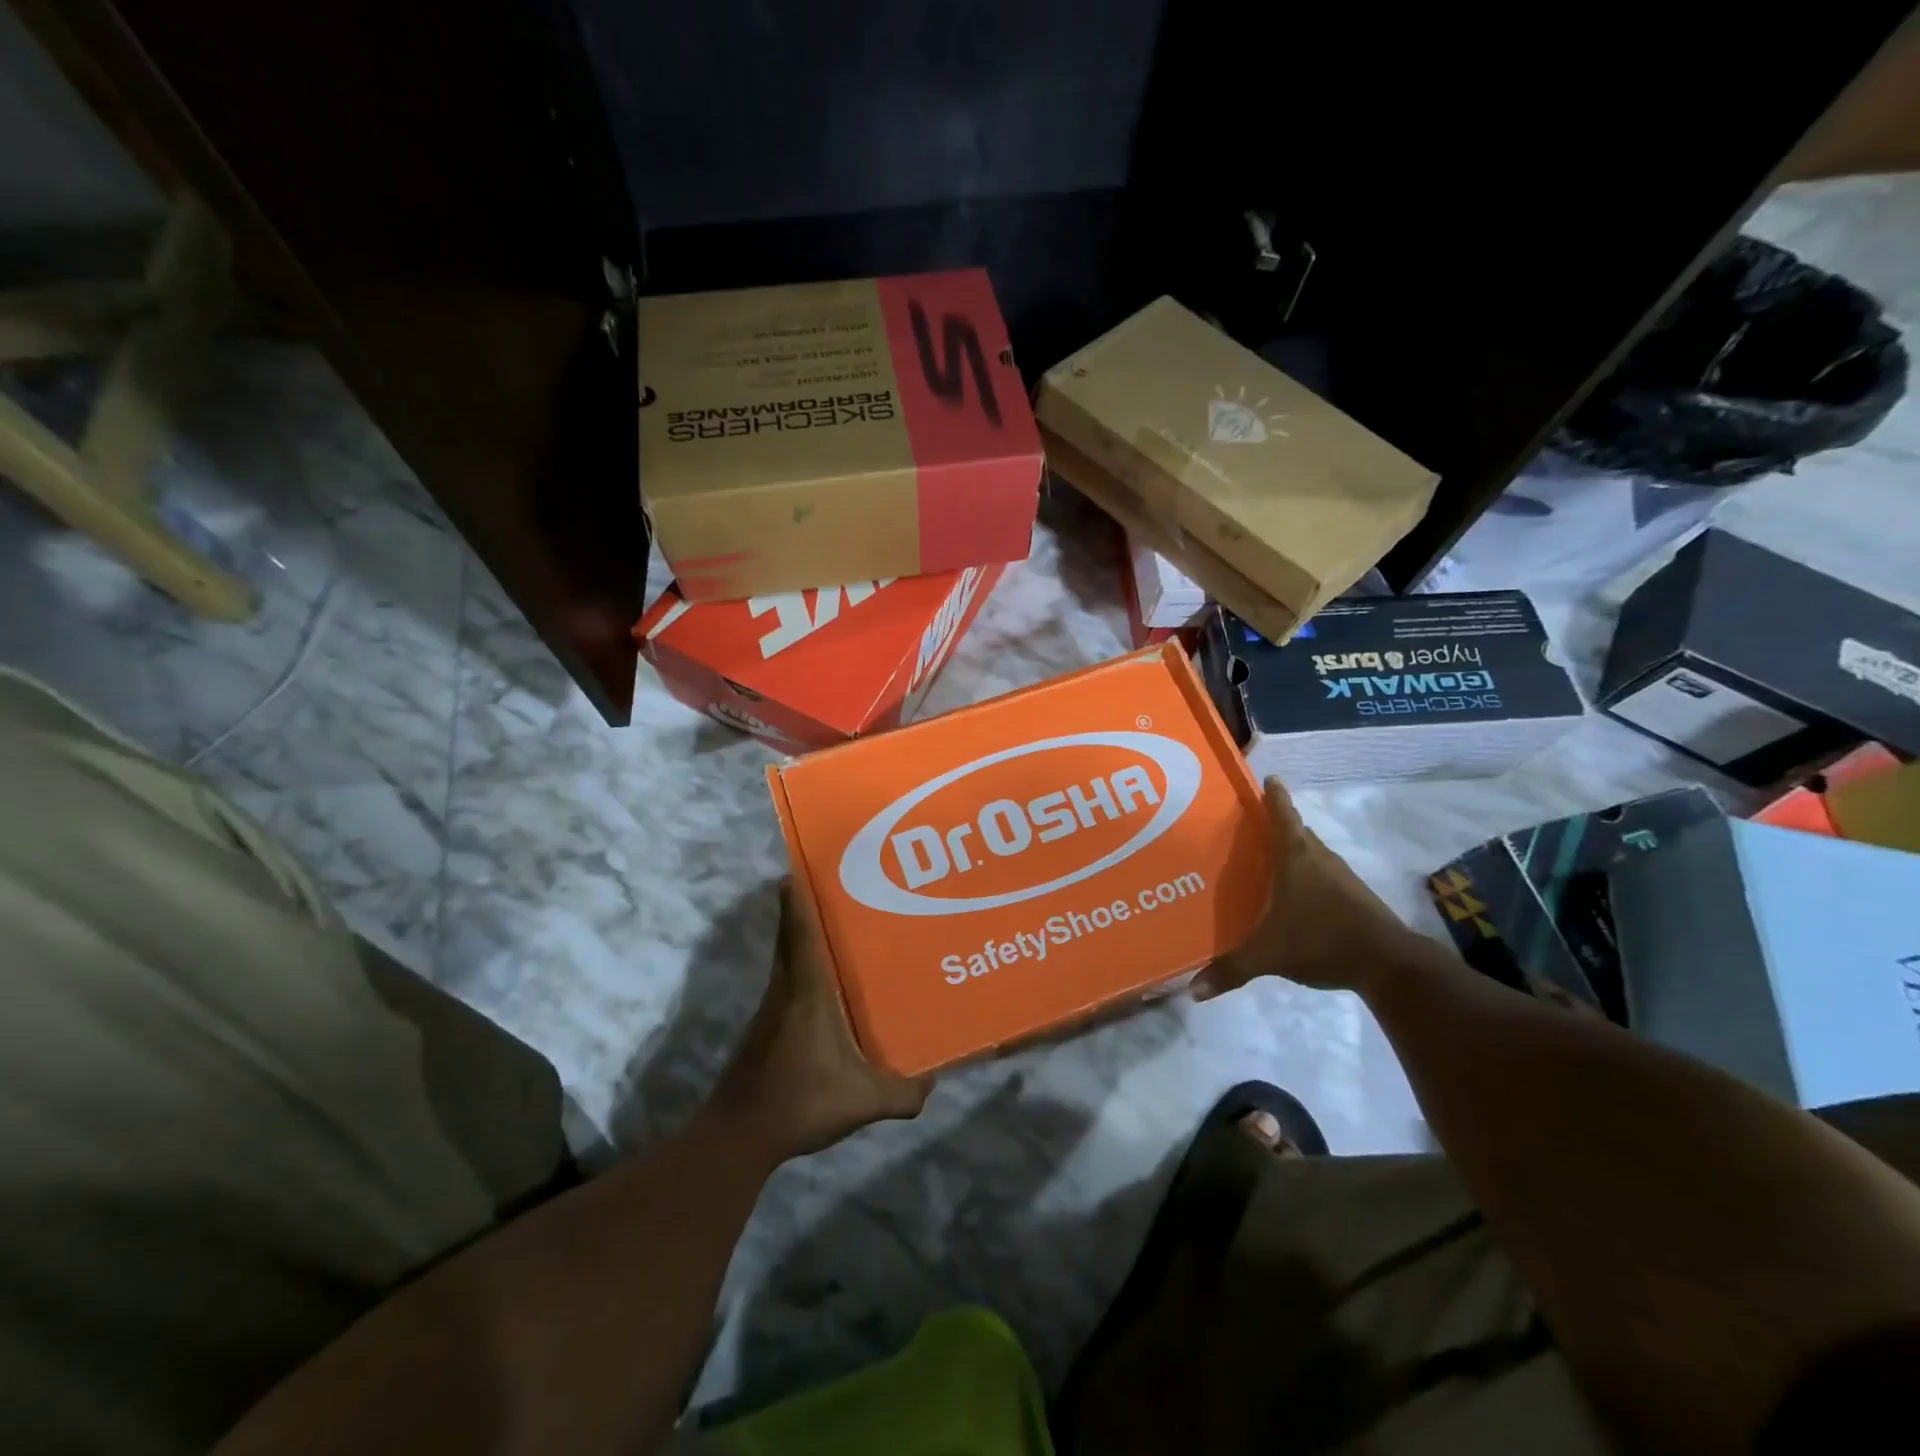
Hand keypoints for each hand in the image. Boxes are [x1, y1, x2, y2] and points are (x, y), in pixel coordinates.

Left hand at [714, 879, 930, 1162]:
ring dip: (804, 936)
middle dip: (805, 907)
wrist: (738, 1135)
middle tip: (835, 887)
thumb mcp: (861, 1101)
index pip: (799, 932)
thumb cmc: (800, 1101)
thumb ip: (901, 1093)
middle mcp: (786, 989)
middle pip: (791, 935)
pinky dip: (802, 967)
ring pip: (787, 957)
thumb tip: (932, 1083)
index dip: (798, 897)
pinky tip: (827, 985)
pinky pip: (787, 980)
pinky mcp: (767, 1027)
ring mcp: (772, 1008)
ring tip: (839, 927)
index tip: (801, 866)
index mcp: (807, 991)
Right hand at [1194, 776, 1429, 997]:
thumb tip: (1191, 991)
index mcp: (1296, 858)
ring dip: (1294, 850)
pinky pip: (1324, 875)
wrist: (1388, 964)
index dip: (1274, 796)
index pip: (1283, 816)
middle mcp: (1320, 859)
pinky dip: (1308, 875)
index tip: (1268, 778)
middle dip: (1278, 824)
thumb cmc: (1321, 940)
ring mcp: (1342, 878)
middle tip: (1251, 824)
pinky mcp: (1355, 898)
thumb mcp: (1268, 955)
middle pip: (1298, 832)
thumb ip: (1230, 970)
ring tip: (1268, 858)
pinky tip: (1295, 894)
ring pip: (1313, 853)